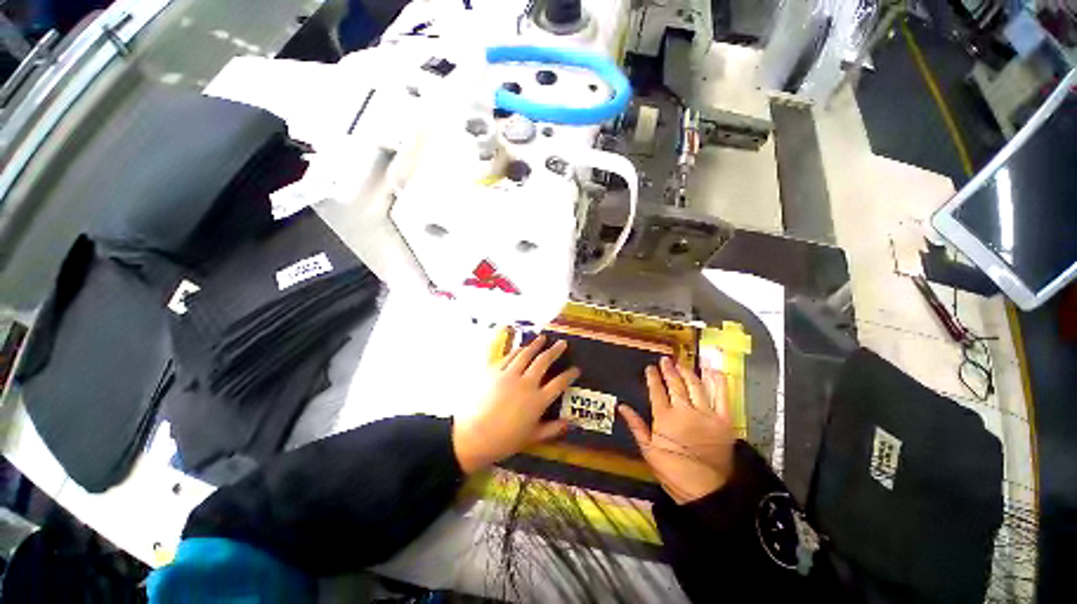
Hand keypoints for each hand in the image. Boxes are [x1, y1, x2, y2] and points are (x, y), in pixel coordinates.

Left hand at [453, 335, 579, 473]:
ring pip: (526, 354)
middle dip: (555, 351)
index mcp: (538, 400)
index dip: (570, 375)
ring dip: (536, 345)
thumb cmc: (504, 440)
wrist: (473, 436)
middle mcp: (526, 383)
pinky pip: (508, 357)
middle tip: (562, 343)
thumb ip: (551, 429)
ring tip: (543, 338)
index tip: (576, 369)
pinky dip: (517, 350)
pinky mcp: (494, 371)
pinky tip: (521, 348)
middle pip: (544, 361)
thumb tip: (568, 424)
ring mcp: (509, 375)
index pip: (559, 383)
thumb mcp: (531, 437)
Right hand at [619, 357, 735, 503]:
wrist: (706, 491)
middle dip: (669, 370)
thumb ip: (636, 425)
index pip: (656, 390)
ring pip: (695, 385)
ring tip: (681, 364)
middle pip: (675, 384)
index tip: (650, 368)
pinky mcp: (724, 420)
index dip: (652, 377)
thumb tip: (621, 406)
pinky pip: (721, 396)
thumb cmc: (673, 471)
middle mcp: (684, 411)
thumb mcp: (648, 450)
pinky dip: (717, 381)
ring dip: (687, 372)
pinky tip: (711, 370)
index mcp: (664, 418)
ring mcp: (706, 414)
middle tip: (665, 360)